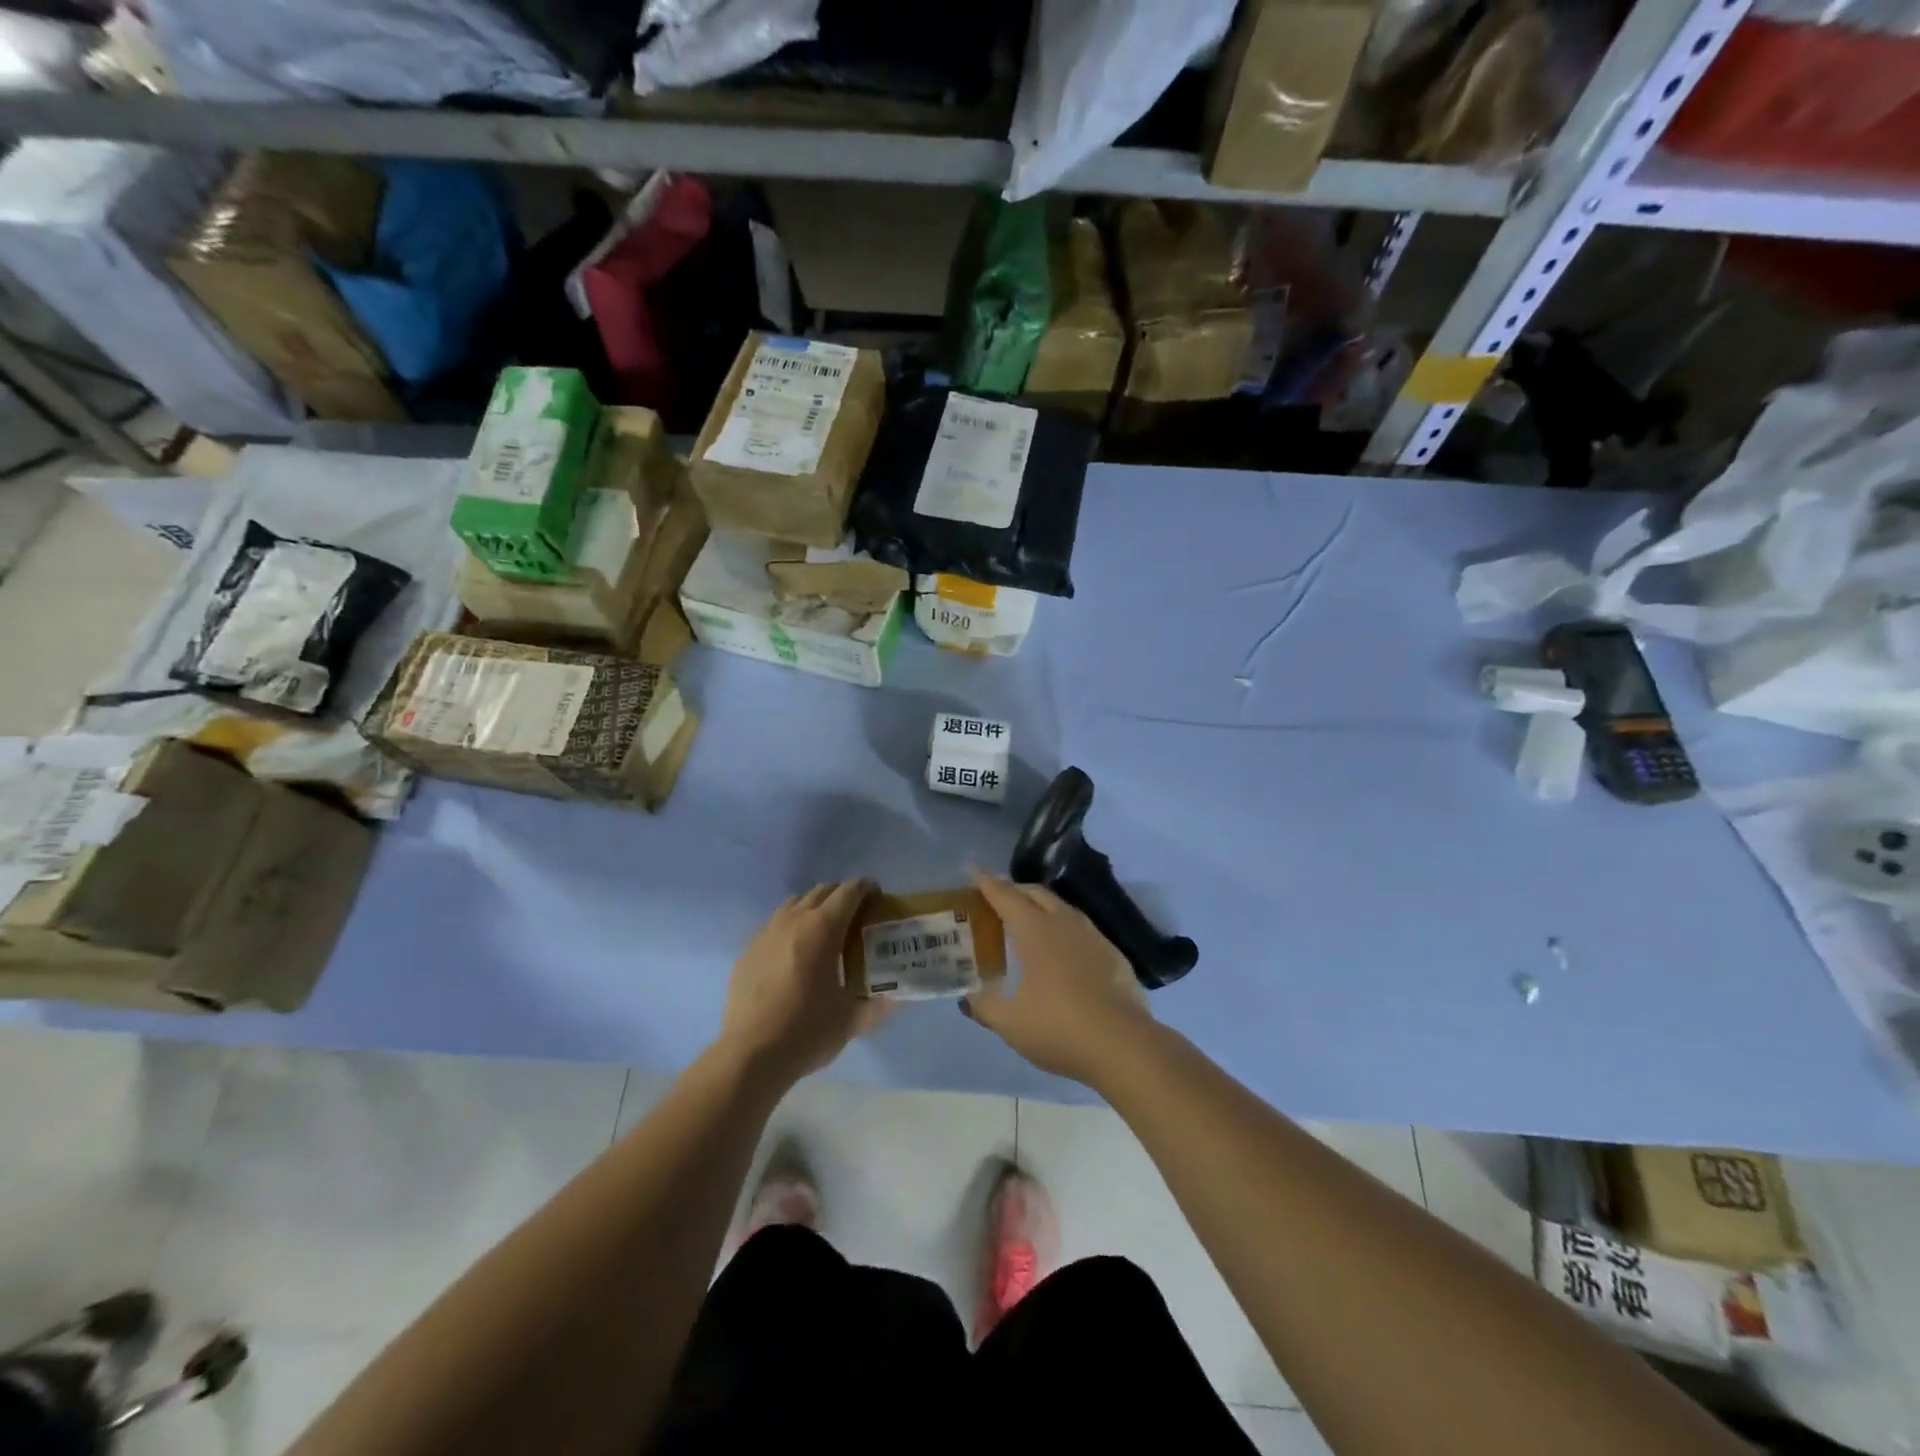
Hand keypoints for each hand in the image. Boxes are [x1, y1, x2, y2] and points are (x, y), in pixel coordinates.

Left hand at [721, 880, 882, 1085]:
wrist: (750, 1054)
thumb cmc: (807, 1031)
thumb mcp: (852, 1020)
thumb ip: (879, 1005)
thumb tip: (897, 999)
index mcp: (823, 929)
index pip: (849, 891)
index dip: (867, 888)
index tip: (878, 896)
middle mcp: (794, 920)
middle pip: (822, 891)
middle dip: (842, 895)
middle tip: (856, 916)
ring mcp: (766, 932)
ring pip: (795, 903)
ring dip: (815, 907)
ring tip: (825, 931)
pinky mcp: (748, 949)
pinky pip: (775, 924)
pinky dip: (791, 927)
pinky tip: (795, 954)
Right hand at [963, 871, 1153, 1087]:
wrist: (1123, 1045)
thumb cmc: (1058, 1027)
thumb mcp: (1009, 1022)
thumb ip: (983, 1007)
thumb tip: (967, 998)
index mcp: (1035, 930)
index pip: (1006, 896)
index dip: (987, 883)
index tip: (974, 871)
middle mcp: (1064, 923)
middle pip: (1036, 893)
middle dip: (1015, 890)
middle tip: (998, 898)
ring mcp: (1093, 936)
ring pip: (1062, 908)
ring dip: (1041, 907)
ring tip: (1029, 921)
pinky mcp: (1113, 954)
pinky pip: (1082, 929)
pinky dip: (1064, 928)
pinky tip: (1063, 950)